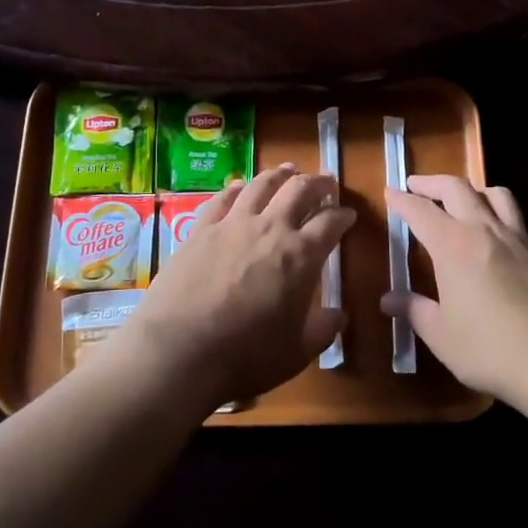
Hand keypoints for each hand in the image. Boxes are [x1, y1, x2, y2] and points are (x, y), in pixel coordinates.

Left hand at [118, 164, 352, 411]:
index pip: (330, 223)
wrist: (179, 351)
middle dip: (318, 183)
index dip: (343, 215)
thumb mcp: (296, 352)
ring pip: (261, 185)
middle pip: (299, 190)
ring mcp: (232, 224)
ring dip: (280, 174)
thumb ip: (322, 330)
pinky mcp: (201, 229)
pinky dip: (237, 188)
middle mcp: (270, 228)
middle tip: (326, 183)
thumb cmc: (245, 356)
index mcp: (301, 256)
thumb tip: (339, 315)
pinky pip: (223, 198)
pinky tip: (240, 186)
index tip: (348, 214)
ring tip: (288, 170)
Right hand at [384, 175, 527, 414]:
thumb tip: (387, 299)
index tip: (390, 191)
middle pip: (457, 188)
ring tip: (463, 198)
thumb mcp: (442, 335)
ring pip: (495, 194)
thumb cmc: (491, 349)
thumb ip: (414, 310)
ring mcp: (519, 239)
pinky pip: (518, 221)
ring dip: (473, 189)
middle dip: (432, 182)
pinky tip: (499, 237)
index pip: (421, 210)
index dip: (402, 199)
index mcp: (453, 245)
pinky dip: (501, 217)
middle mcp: (485, 230)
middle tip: (417, 185)